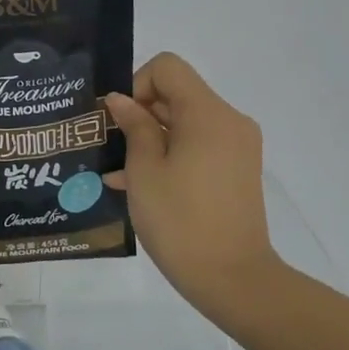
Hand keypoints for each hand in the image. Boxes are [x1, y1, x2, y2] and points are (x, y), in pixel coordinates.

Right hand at [104, 53, 281, 308]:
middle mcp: (229, 121)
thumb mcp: (144, 170)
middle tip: (111, 146)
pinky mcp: (237, 171)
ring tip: (118, 172)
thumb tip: (121, 100)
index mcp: (208, 114)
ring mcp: (237, 147)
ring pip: (184, 122)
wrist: (235, 281)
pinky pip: (198, 146)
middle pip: (177, 93)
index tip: (121, 121)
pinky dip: (170, 155)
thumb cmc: (181, 221)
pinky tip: (138, 184)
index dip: (137, 85)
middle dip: (140, 113)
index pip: (167, 68)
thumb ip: (134, 126)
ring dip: (151, 138)